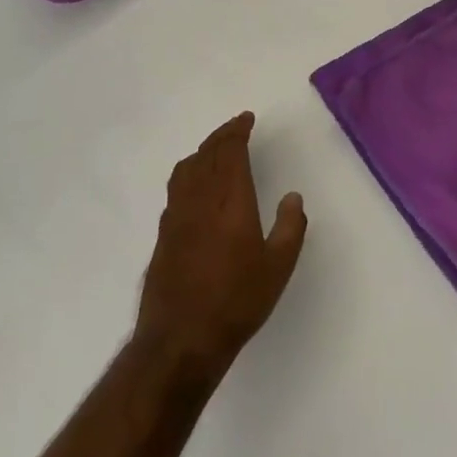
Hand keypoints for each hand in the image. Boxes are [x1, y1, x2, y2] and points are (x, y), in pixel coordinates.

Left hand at [136, 113, 306, 387]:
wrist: (181, 337)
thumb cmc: (236, 302)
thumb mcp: (277, 269)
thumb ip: (289, 228)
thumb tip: (292, 196)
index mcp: (231, 202)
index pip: (230, 152)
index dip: (237, 131)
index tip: (246, 119)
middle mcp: (200, 200)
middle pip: (207, 155)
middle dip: (222, 136)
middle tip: (235, 127)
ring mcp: (177, 215)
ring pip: (187, 168)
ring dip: (203, 152)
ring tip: (215, 150)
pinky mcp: (164, 233)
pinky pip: (176, 187)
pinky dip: (189, 172)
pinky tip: (195, 185)